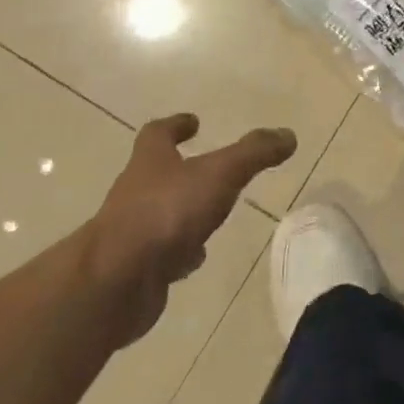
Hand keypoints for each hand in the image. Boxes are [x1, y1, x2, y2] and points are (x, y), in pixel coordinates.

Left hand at [88, 113, 296, 346]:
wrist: (115, 282)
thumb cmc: (166, 213)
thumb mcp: (220, 174)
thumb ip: (254, 153)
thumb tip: (287, 135)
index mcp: (150, 163)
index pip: (158, 134)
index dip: (175, 125)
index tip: (193, 122)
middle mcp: (136, 193)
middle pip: (157, 173)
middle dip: (181, 170)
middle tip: (209, 169)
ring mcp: (133, 232)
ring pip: (161, 214)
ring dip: (182, 212)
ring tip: (211, 215)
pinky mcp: (136, 269)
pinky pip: (162, 254)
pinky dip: (180, 252)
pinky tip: (197, 259)